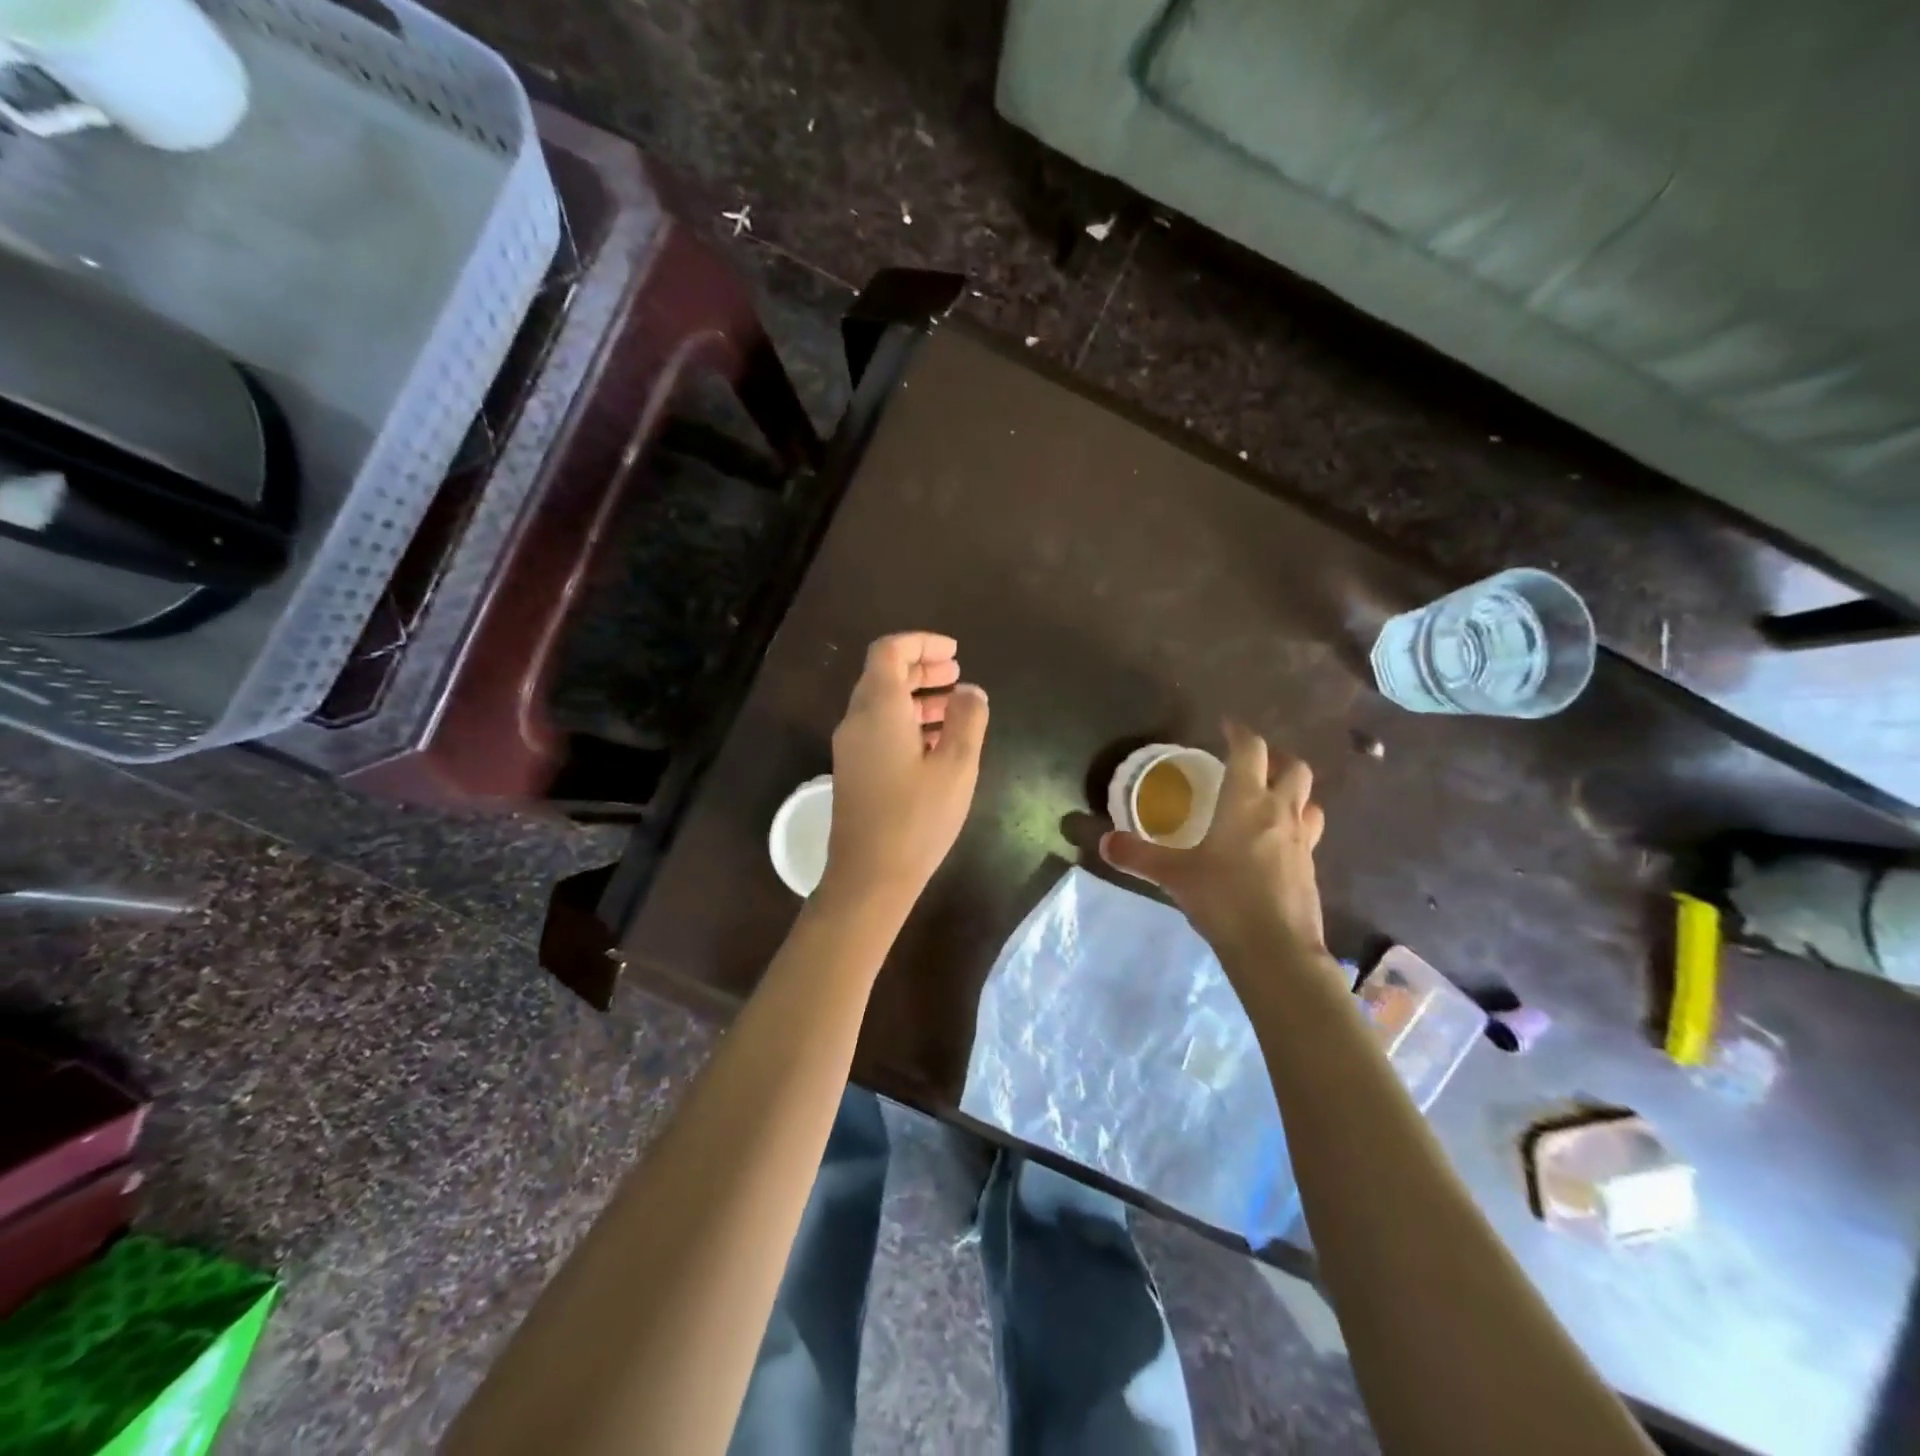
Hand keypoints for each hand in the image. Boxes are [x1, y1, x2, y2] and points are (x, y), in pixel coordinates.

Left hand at [822, 633, 989, 913]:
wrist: (869, 877)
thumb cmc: (917, 819)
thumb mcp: (956, 766)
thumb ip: (967, 720)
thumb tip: (970, 691)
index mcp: (878, 708)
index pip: (889, 651)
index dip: (921, 643)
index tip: (954, 652)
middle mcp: (856, 720)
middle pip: (883, 674)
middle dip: (921, 667)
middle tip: (957, 674)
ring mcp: (851, 747)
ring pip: (881, 703)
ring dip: (916, 695)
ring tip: (954, 706)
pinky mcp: (854, 770)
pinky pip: (878, 728)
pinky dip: (906, 720)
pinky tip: (935, 742)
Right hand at [1101, 722, 1327, 963]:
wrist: (1275, 949)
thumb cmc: (1223, 898)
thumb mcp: (1173, 875)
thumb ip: (1138, 855)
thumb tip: (1104, 842)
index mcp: (1246, 802)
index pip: (1251, 750)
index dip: (1239, 732)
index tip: (1226, 726)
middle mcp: (1279, 812)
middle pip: (1294, 769)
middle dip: (1275, 759)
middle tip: (1252, 765)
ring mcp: (1301, 841)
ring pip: (1308, 800)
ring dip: (1292, 792)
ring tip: (1269, 800)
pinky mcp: (1310, 868)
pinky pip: (1307, 833)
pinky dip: (1293, 826)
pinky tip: (1273, 845)